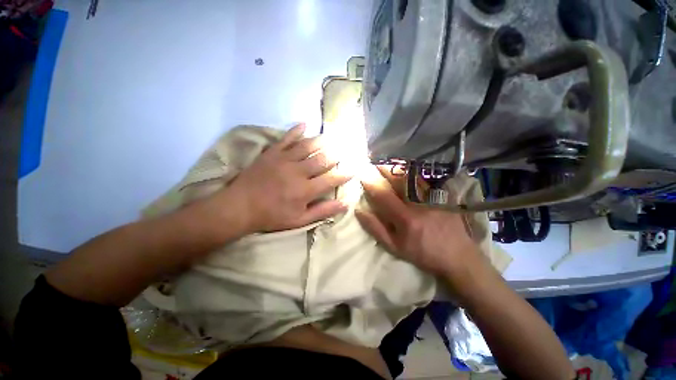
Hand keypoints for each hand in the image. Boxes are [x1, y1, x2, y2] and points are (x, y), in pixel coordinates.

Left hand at [227, 124, 351, 231]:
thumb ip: (322, 211)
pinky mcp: (272, 153)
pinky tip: (304, 124)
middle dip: (337, 154)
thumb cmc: (271, 216)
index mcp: (306, 190)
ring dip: (322, 140)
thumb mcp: (299, 220)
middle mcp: (298, 172)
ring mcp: (284, 160)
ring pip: (308, 146)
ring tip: (333, 136)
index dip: (345, 174)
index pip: (332, 179)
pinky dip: (296, 130)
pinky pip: (286, 138)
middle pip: (323, 159)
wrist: (239, 207)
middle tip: (346, 148)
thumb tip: (344, 204)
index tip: (354, 168)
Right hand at [355, 166, 484, 277]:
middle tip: (374, 163)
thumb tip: (359, 211)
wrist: (457, 257)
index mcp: (405, 217)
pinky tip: (408, 169)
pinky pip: (425, 181)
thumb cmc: (422, 253)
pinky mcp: (443, 196)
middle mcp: (419, 204)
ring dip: (398, 168)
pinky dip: (414, 173)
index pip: (383, 195)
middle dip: (384, 169)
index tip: (362, 175)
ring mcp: (433, 198)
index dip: (371, 184)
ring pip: (413, 177)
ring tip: (388, 162)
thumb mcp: (395, 247)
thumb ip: (376, 229)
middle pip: (399, 181)